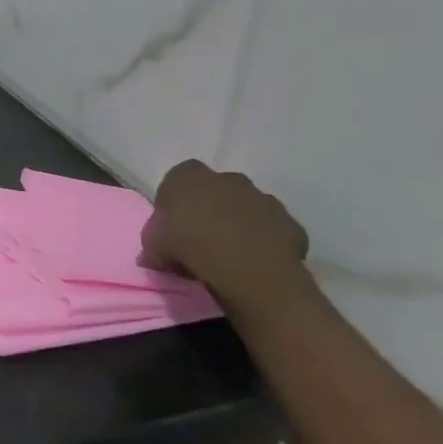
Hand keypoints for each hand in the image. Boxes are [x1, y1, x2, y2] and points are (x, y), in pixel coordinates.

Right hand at [140, 160, 309, 301]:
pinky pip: (273, 230)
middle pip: (218, 189)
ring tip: (231, 253)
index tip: (174, 223)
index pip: (179, 177)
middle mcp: (228, 178)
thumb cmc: (188, 246)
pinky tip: (256, 261)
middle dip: (212, 207)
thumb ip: (154, 243)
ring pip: (249, 207)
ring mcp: (264, 198)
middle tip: (203, 237)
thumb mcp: (153, 246)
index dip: (176, 200)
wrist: (246, 268)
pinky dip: (266, 241)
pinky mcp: (289, 223)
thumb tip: (153, 255)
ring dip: (241, 223)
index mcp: (189, 176)